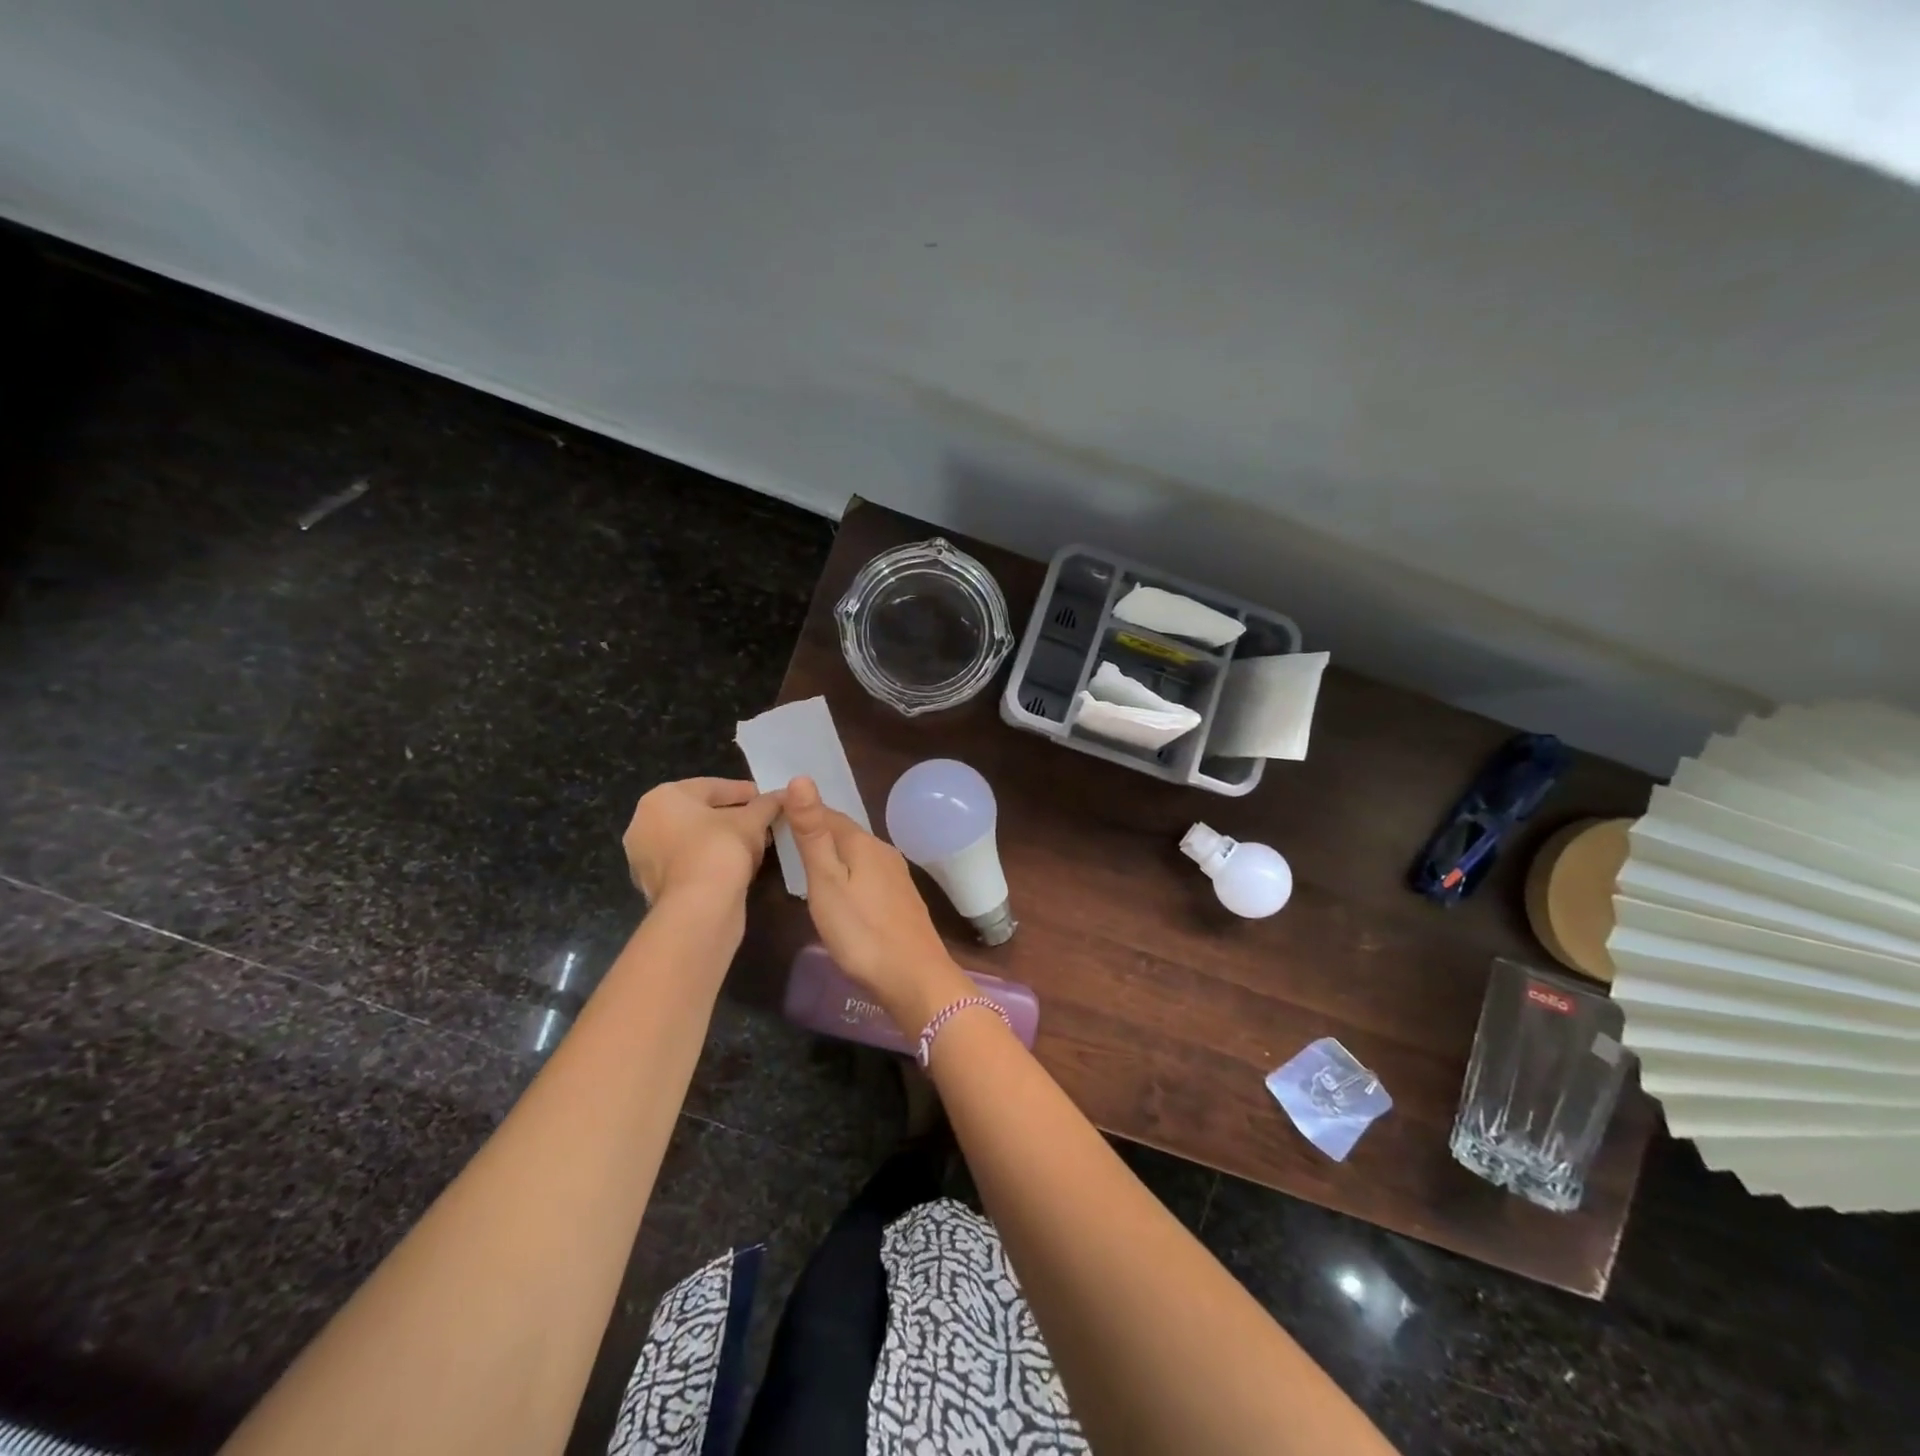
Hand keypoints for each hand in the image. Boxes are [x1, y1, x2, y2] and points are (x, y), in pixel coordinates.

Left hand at [624, 778, 783, 909]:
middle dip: (732, 817)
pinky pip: (688, 863)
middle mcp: (643, 824)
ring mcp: (645, 858)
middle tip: (761, 822)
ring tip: (754, 845)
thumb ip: (767, 804)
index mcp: (661, 798)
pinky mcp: (653, 886)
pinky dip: (710, 861)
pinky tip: (736, 866)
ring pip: (692, 841)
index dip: (743, 791)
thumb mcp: (752, 821)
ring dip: (722, 840)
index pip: (710, 787)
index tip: (766, 798)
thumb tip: (784, 795)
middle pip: (698, 813)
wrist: (698, 906)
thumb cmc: (720, 848)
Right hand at [786, 776, 971, 1029]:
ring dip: (833, 855)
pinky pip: (868, 875)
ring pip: (858, 855)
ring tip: (805, 865)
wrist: (914, 977)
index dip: (800, 812)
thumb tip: (802, 778)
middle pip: (845, 833)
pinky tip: (840, 892)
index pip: (828, 814)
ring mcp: (897, 876)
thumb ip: (813, 833)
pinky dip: (849, 875)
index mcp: (863, 843)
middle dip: (817, 832)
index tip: (772, 817)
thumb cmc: (861, 931)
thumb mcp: (826, 881)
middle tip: (782, 841)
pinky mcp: (901, 900)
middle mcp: (884, 852)